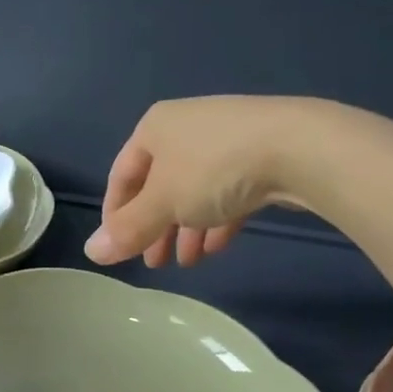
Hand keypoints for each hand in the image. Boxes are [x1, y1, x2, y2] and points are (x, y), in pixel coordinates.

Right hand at [85, 96, 297, 268]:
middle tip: (154, 263)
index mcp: (155, 128)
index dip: (116, 215)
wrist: (301, 148)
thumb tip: (91, 252)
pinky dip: (217, 218)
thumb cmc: (214, 169)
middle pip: (159, 185)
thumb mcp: (163, 203)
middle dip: (155, 228)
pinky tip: (217, 247)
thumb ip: (128, 229)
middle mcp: (186, 127)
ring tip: (188, 263)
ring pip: (194, 191)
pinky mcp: (260, 154)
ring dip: (186, 229)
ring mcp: (226, 139)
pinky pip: (227, 190)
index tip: (119, 250)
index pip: (122, 175)